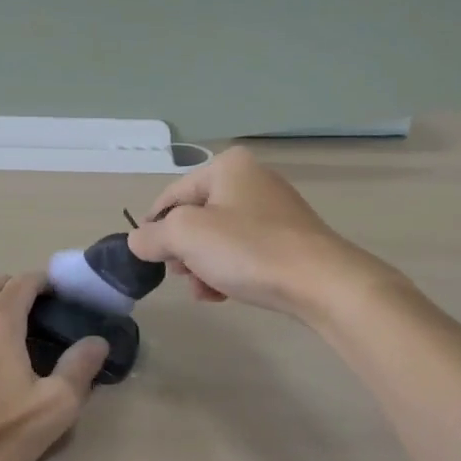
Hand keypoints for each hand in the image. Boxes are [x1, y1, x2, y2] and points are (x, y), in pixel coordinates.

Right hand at [125, 146, 387, 319]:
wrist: (322, 282)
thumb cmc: (249, 249)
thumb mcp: (186, 237)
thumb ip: (152, 236)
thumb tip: (139, 241)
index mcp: (227, 166)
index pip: (171, 196)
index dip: (155, 229)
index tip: (152, 261)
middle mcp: (252, 179)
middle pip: (195, 218)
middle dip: (184, 252)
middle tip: (186, 276)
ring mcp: (273, 209)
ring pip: (218, 239)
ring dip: (204, 267)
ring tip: (208, 291)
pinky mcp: (288, 238)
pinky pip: (244, 251)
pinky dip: (229, 271)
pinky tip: (226, 294)